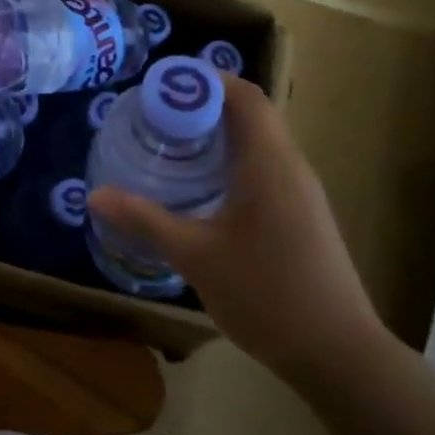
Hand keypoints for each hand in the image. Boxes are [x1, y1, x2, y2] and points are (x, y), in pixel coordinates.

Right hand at [87, 74, 390, 386]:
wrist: (339, 354)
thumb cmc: (266, 295)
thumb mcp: (195, 256)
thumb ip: (145, 221)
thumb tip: (96, 195)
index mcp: (269, 162)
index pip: (244, 95)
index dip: (205, 80)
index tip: (161, 86)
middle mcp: (291, 166)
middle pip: (252, 112)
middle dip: (204, 104)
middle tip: (157, 114)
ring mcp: (302, 191)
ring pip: (261, 140)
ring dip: (220, 132)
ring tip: (173, 142)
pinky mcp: (304, 213)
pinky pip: (267, 165)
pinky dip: (234, 158)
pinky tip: (204, 186)